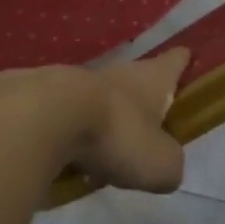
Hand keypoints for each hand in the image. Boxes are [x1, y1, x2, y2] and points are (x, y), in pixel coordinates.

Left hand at [0, 49, 191, 193]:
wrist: (44, 117)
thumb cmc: (115, 135)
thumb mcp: (160, 164)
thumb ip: (169, 164)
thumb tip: (164, 165)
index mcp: (149, 79)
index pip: (174, 62)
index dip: (181, 62)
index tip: (186, 59)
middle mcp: (115, 72)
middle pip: (134, 79)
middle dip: (140, 99)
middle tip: (144, 127)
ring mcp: (74, 78)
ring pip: (95, 96)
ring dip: (100, 118)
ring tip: (100, 151)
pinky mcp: (38, 90)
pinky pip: (60, 112)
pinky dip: (64, 129)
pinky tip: (61, 154)